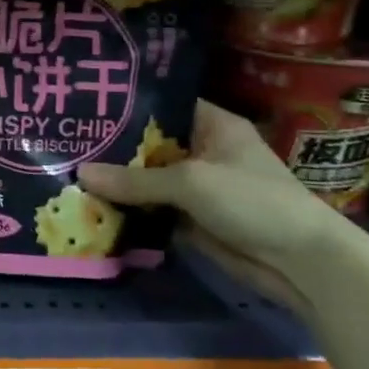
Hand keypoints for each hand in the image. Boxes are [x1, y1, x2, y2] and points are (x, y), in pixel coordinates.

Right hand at [77, 101, 349, 311]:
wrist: (301, 263)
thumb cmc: (253, 201)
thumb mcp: (191, 183)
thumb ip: (135, 180)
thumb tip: (80, 173)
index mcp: (212, 125)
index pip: (162, 105)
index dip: (127, 106)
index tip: (86, 106)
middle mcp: (202, 151)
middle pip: (149, 144)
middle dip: (112, 147)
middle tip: (67, 142)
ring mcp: (196, 187)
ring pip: (147, 180)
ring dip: (117, 182)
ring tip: (68, 171)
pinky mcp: (191, 218)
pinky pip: (152, 209)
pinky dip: (129, 210)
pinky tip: (90, 205)